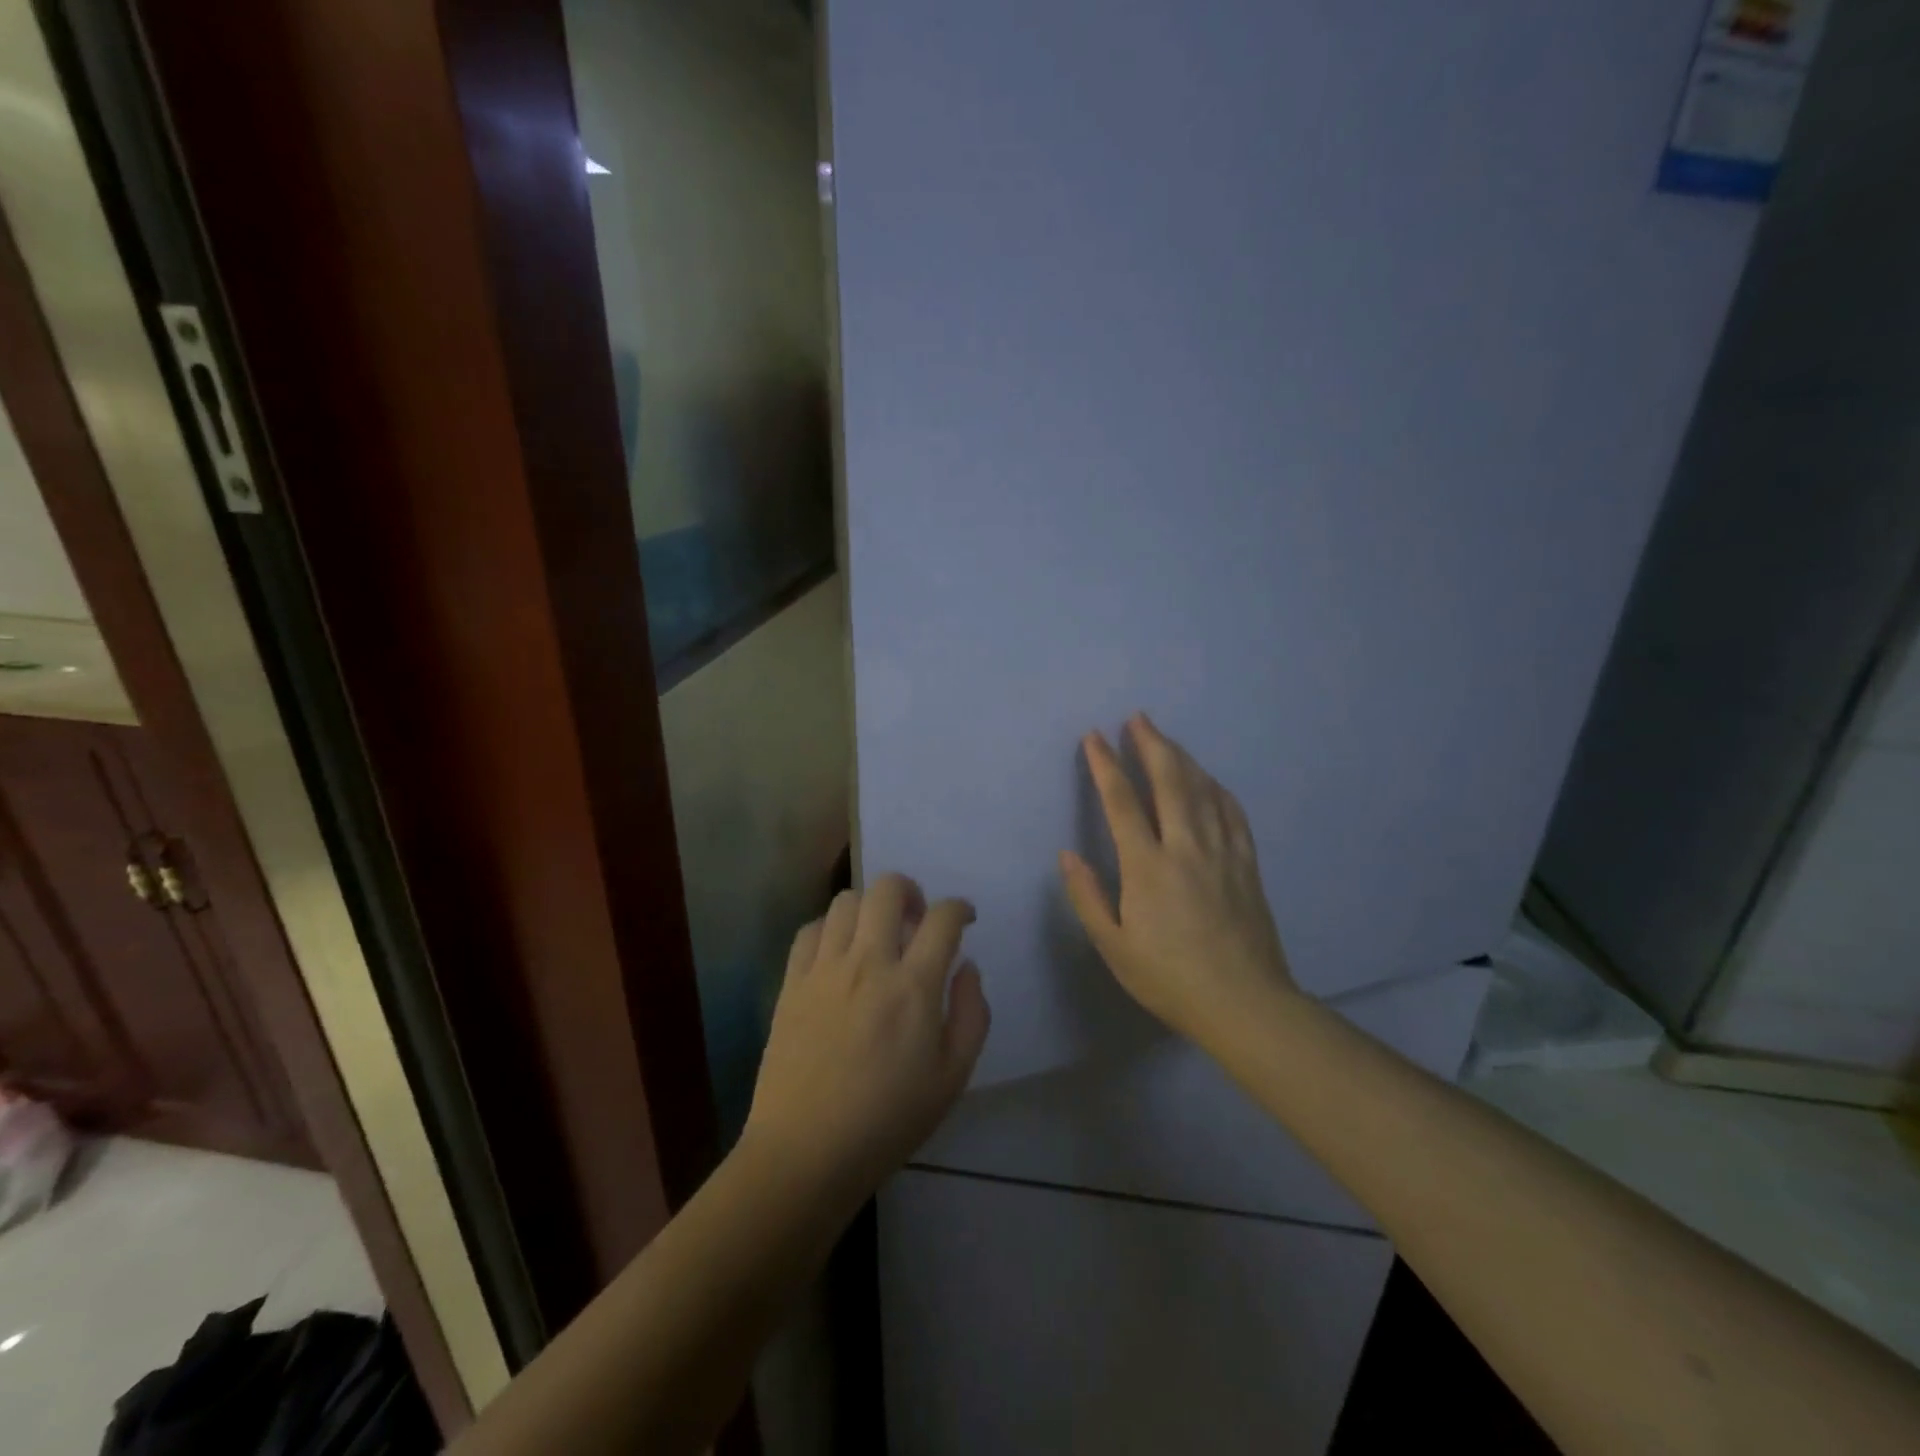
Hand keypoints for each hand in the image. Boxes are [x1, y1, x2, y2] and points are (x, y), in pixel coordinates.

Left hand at [742, 874, 990, 1202]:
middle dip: (911, 891)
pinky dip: (830, 928)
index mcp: (913, 987)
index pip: (942, 918)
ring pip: (846, 901)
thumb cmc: (889, 1121)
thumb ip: (972, 1014)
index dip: (960, 909)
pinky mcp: (791, 982)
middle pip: (889, 889)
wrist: (806, 1153)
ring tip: (876, 935)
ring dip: (870, 908)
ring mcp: (824, 969)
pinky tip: (838, 953)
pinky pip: (810, 929)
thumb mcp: (953, 1078)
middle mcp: (868, 963)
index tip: (964, 919)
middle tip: (916, 919)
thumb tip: (967, 966)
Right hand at [1061, 714, 1296, 1047]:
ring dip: (1182, 758)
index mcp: (1147, 866)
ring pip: (1202, 789)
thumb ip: (1087, 897)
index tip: (1094, 737)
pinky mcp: (1246, 864)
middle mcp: (1186, 846)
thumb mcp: (1114, 947)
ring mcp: (1222, 852)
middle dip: (1150, 744)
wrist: (1245, 1004)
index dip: (1105, 764)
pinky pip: (1232, 813)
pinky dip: (1217, 788)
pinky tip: (1210, 780)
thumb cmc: (1170, 978)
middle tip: (1138, 718)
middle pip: (1169, 780)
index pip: (1121, 801)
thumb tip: (1068, 855)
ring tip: (1166, 739)